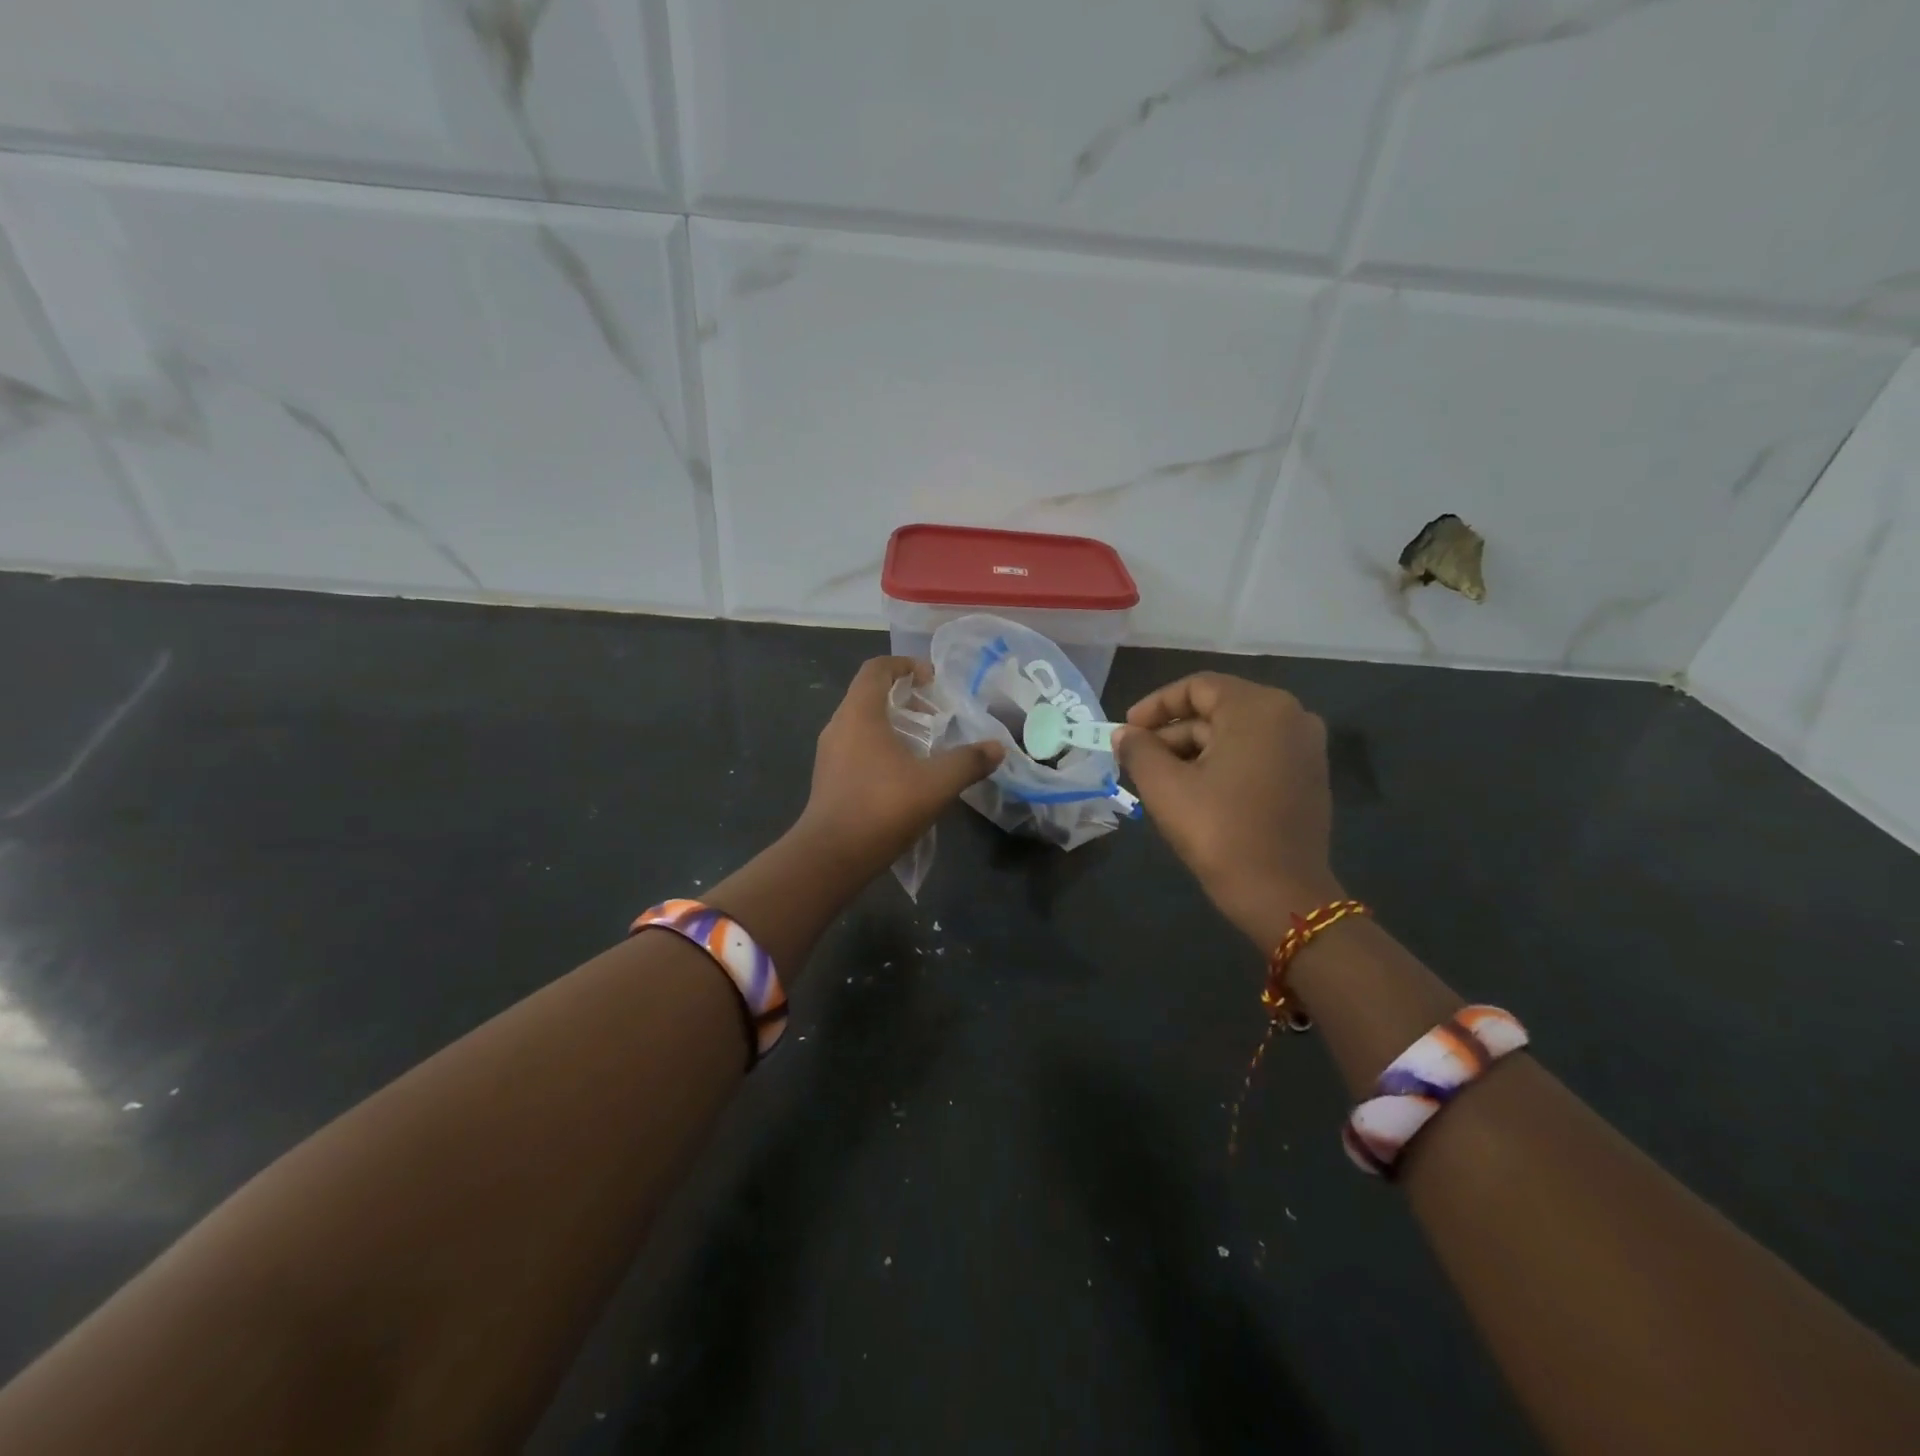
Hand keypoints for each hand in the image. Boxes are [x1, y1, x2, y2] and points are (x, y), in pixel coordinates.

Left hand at [798, 656, 1004, 871]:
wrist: (831, 857)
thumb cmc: (882, 808)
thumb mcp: (936, 783)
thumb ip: (968, 762)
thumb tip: (997, 748)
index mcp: (860, 713)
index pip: (877, 668)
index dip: (905, 665)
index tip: (932, 679)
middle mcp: (839, 726)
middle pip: (869, 694)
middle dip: (904, 697)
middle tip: (935, 714)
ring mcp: (830, 754)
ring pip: (862, 723)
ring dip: (893, 724)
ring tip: (925, 744)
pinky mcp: (829, 778)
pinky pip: (856, 747)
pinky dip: (881, 746)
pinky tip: (905, 773)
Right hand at [1112, 672, 1341, 945]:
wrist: (1281, 894)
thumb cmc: (1219, 831)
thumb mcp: (1166, 787)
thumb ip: (1138, 750)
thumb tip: (1123, 734)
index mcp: (1258, 708)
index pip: (1197, 688)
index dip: (1155, 706)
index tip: (1127, 730)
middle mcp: (1290, 716)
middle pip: (1217, 709)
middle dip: (1173, 732)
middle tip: (1137, 759)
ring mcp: (1305, 747)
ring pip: (1235, 733)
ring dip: (1193, 750)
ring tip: (1159, 779)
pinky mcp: (1308, 776)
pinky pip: (1256, 753)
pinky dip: (1222, 763)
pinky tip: (1194, 790)